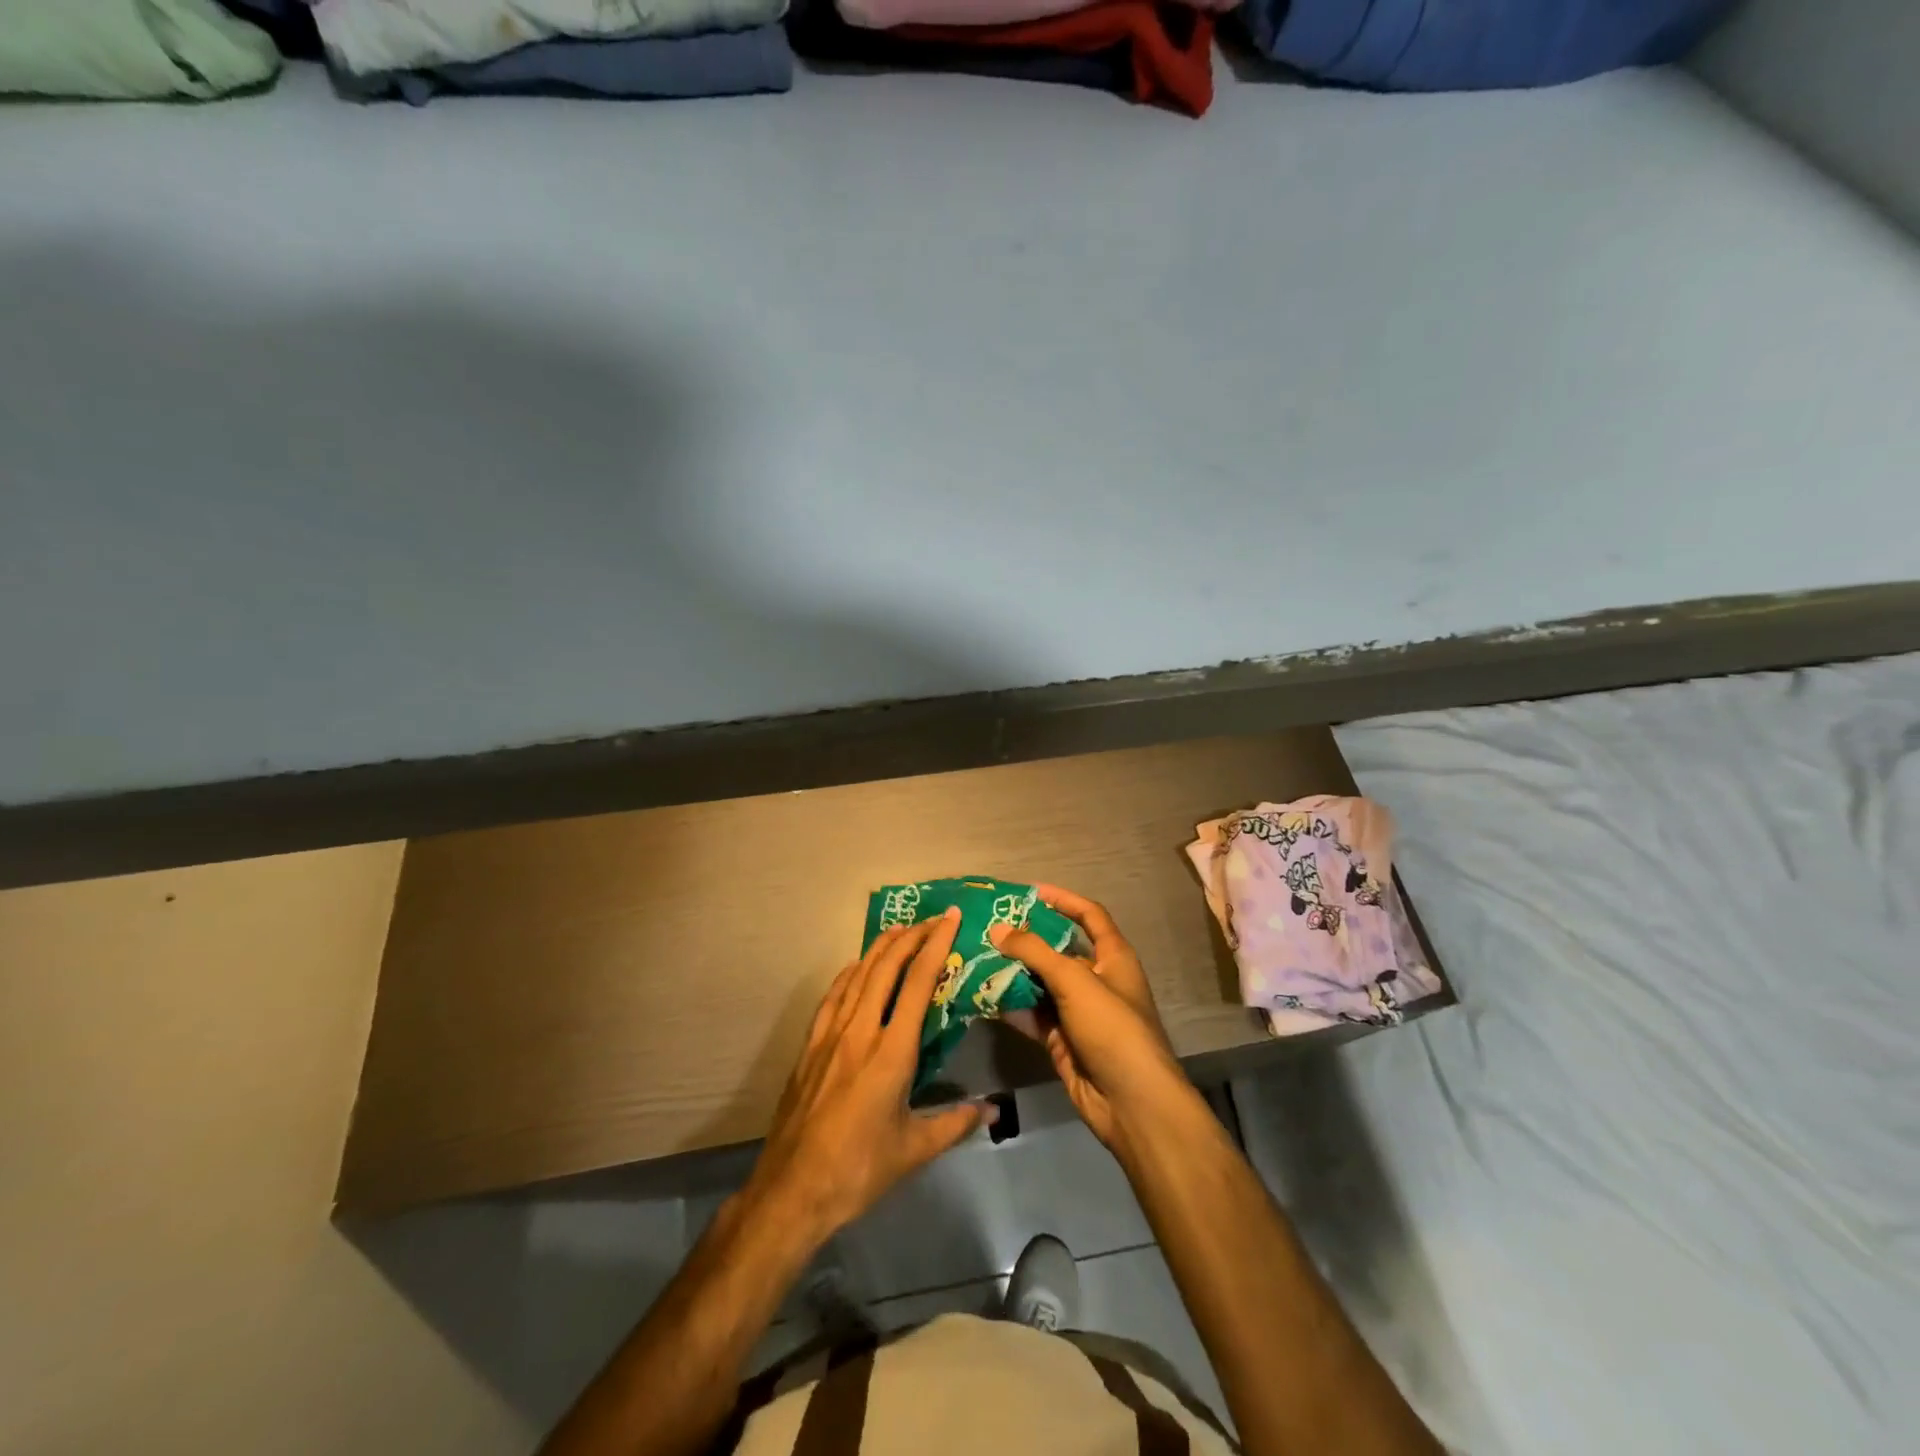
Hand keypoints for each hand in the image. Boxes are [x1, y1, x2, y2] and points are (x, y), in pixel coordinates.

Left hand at [742, 912, 985, 1248]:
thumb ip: (956, 1123)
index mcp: (891, 1052)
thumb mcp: (915, 1149)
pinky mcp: (810, 1046)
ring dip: (881, 948)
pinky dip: (850, 973)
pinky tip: (857, 968)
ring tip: (900, 931)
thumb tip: (993, 1110)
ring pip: (858, 975)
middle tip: (933, 919)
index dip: (936, 945)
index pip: (919, 983)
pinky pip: (833, 996)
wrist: (792, 1189)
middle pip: (886, 967)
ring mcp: (830, 1035)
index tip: (951, 920)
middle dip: (911, 936)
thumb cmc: (859, 1170)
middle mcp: (860, 1031)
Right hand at [990, 884, 1194, 1155]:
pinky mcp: (1062, 1039)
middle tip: (988, 928)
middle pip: (1057, 949)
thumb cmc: (1112, 1028)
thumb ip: (1035, 952)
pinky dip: (1011, 1005)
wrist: (1131, 1103)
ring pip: (1040, 983)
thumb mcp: (1075, 980)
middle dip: (1026, 939)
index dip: (1063, 899)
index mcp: (1112, 956)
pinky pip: (1032, 1014)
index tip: (1030, 892)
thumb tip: (998, 929)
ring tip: (976, 957)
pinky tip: (982, 995)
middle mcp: (1096, 979)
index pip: (1089, 915)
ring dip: (1013, 972)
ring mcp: (1078, 1011)